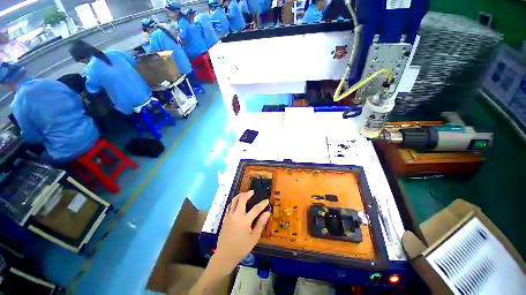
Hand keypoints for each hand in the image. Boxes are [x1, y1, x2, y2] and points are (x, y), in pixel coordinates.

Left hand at [214, 191, 270, 271]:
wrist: (225, 255)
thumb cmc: (241, 248)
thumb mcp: (254, 238)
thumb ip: (260, 224)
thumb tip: (267, 213)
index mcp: (245, 221)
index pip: (256, 209)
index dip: (262, 204)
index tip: (266, 200)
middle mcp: (236, 215)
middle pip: (242, 200)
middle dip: (248, 194)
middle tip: (252, 191)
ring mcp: (229, 216)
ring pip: (234, 201)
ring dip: (240, 195)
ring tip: (245, 194)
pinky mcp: (225, 218)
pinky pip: (229, 206)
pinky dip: (234, 201)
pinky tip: (237, 202)